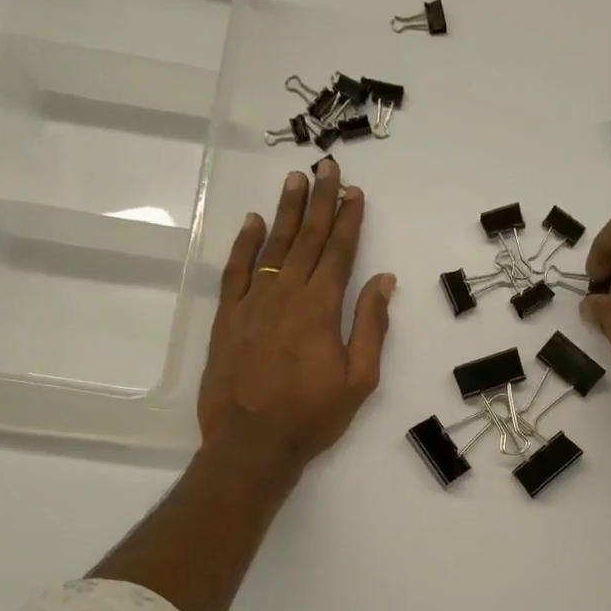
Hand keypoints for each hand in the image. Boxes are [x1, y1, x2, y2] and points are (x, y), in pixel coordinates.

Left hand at [197, 159, 394, 474]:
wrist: (251, 443)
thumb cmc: (312, 416)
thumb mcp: (359, 379)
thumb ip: (371, 326)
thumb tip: (383, 280)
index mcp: (321, 308)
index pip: (339, 252)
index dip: (349, 220)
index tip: (355, 192)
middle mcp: (286, 294)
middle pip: (307, 239)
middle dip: (320, 202)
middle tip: (327, 167)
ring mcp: (252, 302)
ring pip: (272, 246)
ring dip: (286, 211)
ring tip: (296, 180)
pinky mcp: (227, 317)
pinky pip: (236, 270)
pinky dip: (244, 243)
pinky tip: (253, 221)